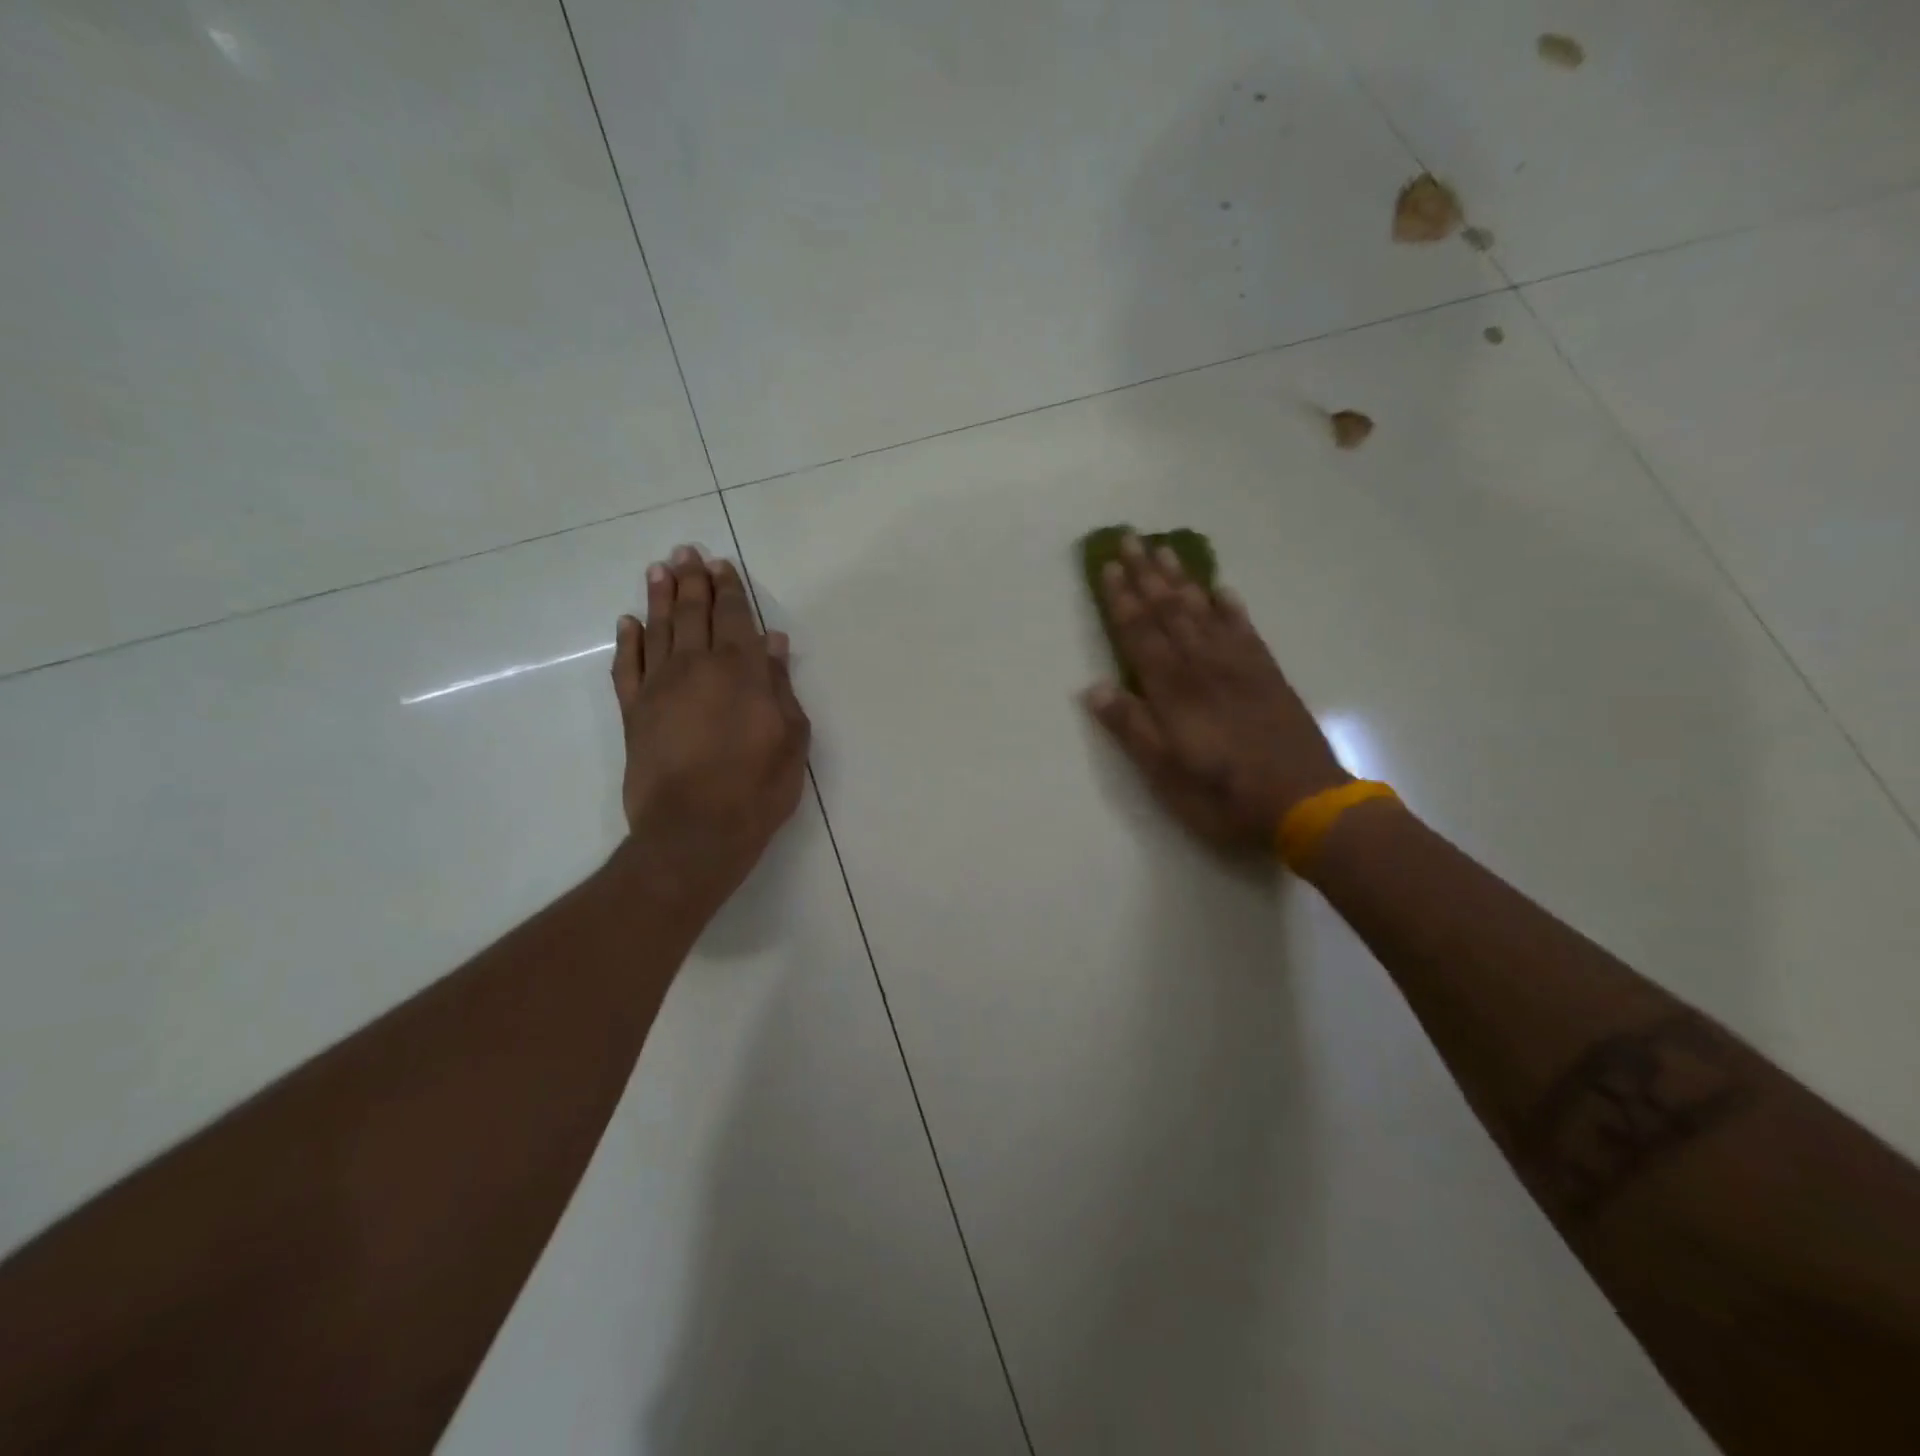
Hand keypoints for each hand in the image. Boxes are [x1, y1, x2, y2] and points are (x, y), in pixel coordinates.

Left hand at [611, 546, 810, 906]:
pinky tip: (628, 622)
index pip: (734, 618)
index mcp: (741, 671)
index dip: (729, 589)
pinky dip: (627, 641)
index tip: (721, 565)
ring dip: (659, 597)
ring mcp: (659, 688)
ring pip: (658, 630)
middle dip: (692, 581)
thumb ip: (780, 686)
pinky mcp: (634, 713)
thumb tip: (772, 643)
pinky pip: (626, 666)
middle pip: (694, 613)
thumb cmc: (757, 787)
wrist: (695, 831)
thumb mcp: (791, 738)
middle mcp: (697, 667)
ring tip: (659, 570)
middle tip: (686, 552)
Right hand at [1082, 534, 1349, 856]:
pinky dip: (1229, 606)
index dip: (1121, 599)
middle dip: (1147, 575)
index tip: (1108, 565)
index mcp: (1174, 690)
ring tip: (1166, 550)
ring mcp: (1239, 667)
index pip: (1140, 634)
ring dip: (1182, 580)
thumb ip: (1131, 728)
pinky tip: (1221, 589)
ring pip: (1204, 612)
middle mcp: (1203, 667)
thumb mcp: (1165, 773)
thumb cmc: (1223, 795)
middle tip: (1132, 538)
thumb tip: (1093, 688)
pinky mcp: (1268, 675)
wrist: (1304, 802)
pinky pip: (1244, 629)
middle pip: (1170, 611)